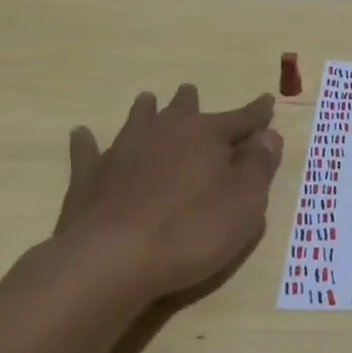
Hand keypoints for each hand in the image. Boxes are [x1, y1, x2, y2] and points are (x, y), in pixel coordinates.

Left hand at [52, 84, 283, 301]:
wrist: (112, 259)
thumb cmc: (192, 231)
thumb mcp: (245, 203)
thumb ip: (259, 166)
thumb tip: (269, 136)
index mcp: (207, 135)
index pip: (241, 119)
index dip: (257, 113)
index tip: (267, 101)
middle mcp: (165, 132)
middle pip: (183, 109)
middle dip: (192, 102)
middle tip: (192, 92)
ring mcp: (123, 151)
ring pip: (138, 120)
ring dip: (146, 110)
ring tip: (147, 99)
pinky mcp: (90, 177)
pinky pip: (88, 151)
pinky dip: (87, 142)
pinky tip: (82, 133)